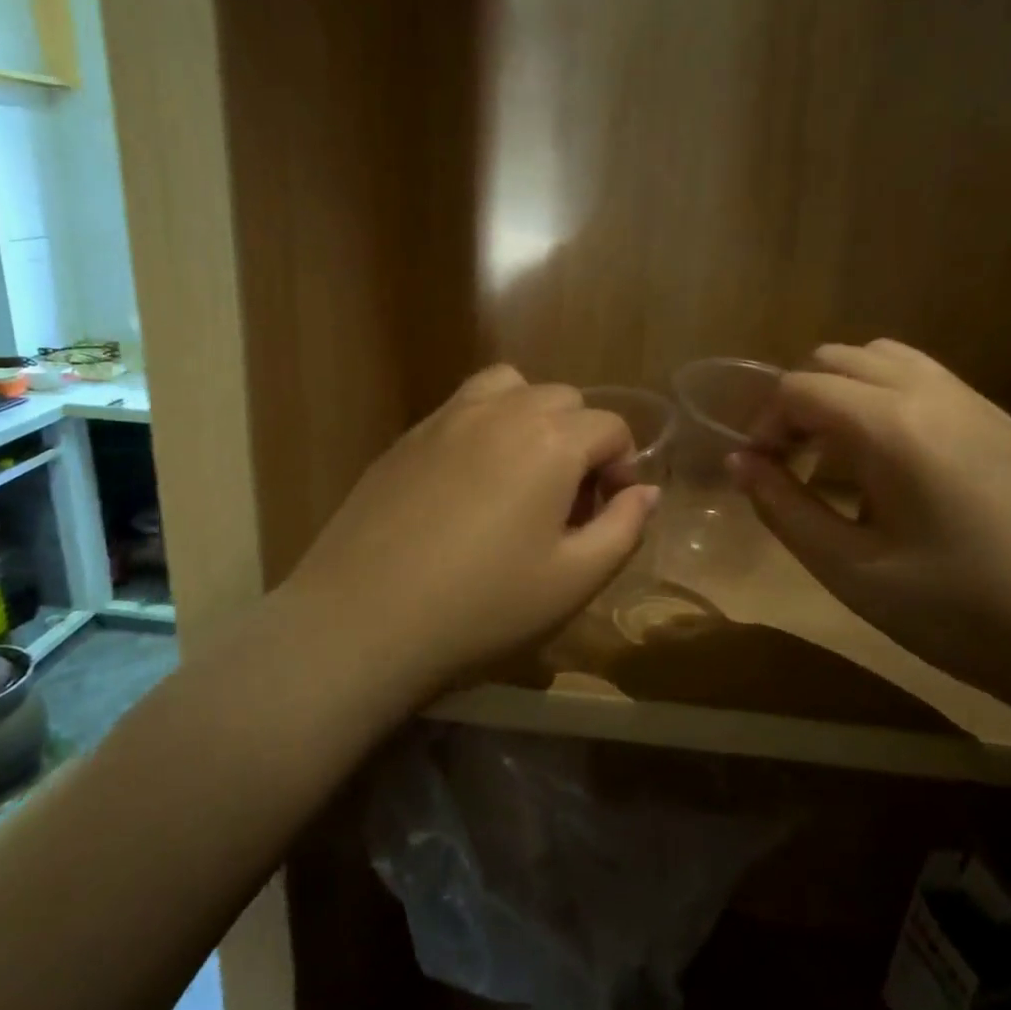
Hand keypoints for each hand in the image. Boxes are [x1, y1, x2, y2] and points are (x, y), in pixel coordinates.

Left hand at [281, 365, 659, 697]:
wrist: (363, 620)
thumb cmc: (482, 608)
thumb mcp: (573, 581)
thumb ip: (623, 528)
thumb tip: (646, 491)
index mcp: (550, 440)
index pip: (610, 426)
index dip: (623, 466)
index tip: (609, 511)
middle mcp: (500, 411)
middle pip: (562, 399)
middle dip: (581, 440)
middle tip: (568, 501)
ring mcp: (445, 418)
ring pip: (508, 388)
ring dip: (530, 418)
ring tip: (522, 474)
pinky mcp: (406, 437)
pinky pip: (461, 409)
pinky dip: (484, 427)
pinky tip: (468, 484)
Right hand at [730, 341, 1010, 713]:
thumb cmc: (960, 613)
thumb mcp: (851, 570)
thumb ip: (784, 509)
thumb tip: (740, 463)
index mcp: (892, 426)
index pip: (800, 388)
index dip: (764, 425)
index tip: (759, 473)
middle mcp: (933, 393)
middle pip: (839, 359)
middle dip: (799, 401)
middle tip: (790, 463)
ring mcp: (976, 402)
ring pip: (885, 360)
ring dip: (843, 394)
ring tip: (835, 457)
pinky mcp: (1002, 423)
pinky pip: (924, 381)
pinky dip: (884, 400)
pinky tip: (890, 464)